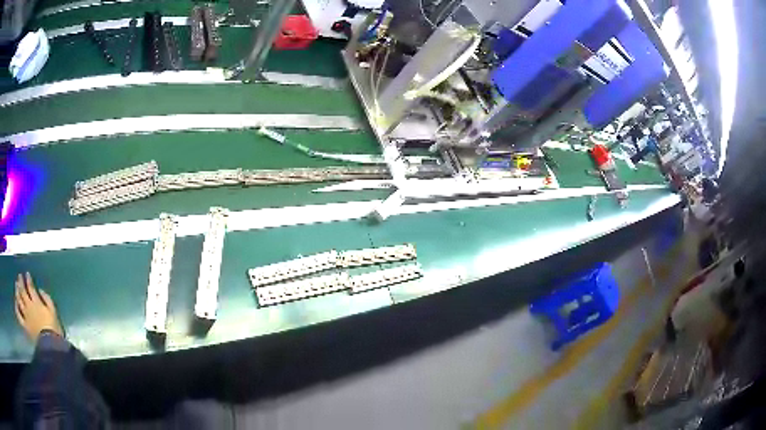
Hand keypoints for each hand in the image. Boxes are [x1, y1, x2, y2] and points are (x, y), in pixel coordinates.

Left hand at [14, 272, 62, 342]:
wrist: (51, 347)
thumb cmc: (54, 330)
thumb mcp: (54, 313)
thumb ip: (47, 299)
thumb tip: (40, 290)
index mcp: (36, 302)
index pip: (30, 287)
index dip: (28, 279)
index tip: (27, 274)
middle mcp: (29, 306)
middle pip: (23, 291)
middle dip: (20, 282)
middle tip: (19, 276)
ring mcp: (26, 316)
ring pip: (19, 300)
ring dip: (17, 291)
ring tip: (16, 286)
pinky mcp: (25, 325)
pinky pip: (19, 315)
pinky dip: (16, 307)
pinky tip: (16, 303)